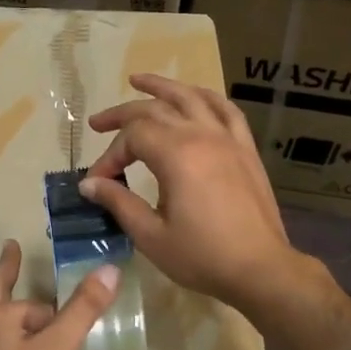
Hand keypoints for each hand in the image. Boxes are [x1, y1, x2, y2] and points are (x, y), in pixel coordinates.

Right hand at [80, 74, 307, 315]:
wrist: (261, 269)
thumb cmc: (202, 256)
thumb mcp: (151, 235)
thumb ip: (119, 203)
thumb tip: (89, 184)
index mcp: (176, 155)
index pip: (132, 138)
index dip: (109, 155)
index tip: (98, 182)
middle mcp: (201, 136)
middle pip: (155, 109)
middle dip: (122, 115)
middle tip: (97, 123)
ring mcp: (227, 139)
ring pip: (191, 97)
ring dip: (162, 86)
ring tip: (138, 80)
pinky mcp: (245, 149)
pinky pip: (226, 110)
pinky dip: (205, 97)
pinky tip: (194, 95)